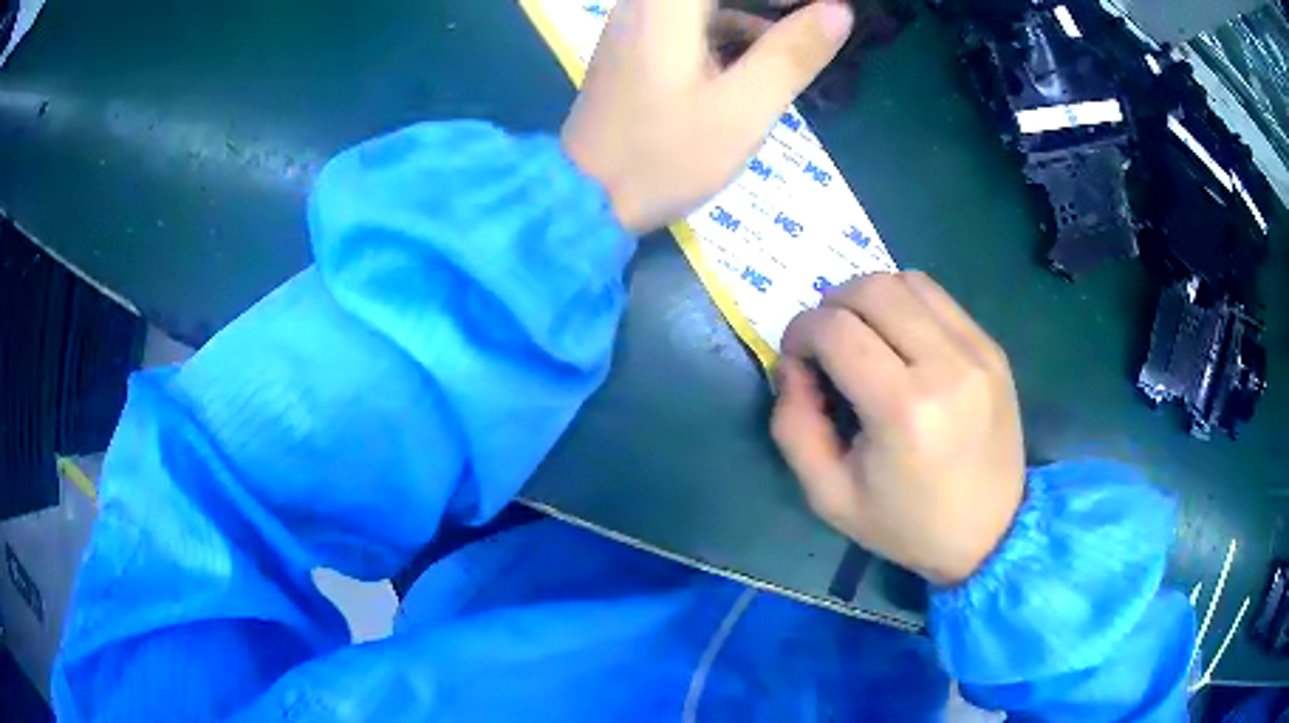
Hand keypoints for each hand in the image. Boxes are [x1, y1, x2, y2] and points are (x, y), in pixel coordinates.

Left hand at [561, 0, 854, 233]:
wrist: (585, 197)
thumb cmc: (665, 156)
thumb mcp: (743, 108)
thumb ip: (792, 53)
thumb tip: (839, 10)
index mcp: (668, 5)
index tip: (824, 10)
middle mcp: (645, 3)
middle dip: (773, 4)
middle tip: (816, 24)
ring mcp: (636, 23)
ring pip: (707, 4)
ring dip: (754, 14)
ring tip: (796, 44)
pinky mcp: (635, 46)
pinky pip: (691, 20)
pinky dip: (729, 29)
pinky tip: (756, 61)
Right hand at [772, 272, 1025, 585]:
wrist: (990, 532)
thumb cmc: (906, 524)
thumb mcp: (828, 495)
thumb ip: (794, 425)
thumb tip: (792, 365)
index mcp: (903, 410)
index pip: (836, 329)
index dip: (800, 332)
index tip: (797, 359)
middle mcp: (946, 365)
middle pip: (872, 288)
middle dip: (831, 305)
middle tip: (826, 343)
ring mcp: (977, 351)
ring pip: (907, 281)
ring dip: (870, 298)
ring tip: (864, 337)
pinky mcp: (992, 348)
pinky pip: (938, 297)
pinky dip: (906, 304)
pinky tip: (902, 342)